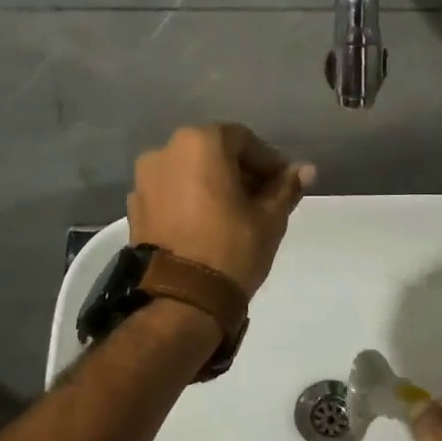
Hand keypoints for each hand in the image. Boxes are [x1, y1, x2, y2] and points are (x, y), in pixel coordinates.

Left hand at [128, 124, 315, 297]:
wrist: (180, 300)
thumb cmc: (232, 249)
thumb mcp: (270, 218)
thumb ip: (287, 187)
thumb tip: (306, 169)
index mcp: (200, 144)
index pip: (244, 140)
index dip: (269, 161)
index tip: (284, 185)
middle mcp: (165, 152)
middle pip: (213, 153)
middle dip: (240, 172)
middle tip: (263, 200)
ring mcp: (144, 180)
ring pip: (190, 173)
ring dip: (214, 185)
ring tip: (235, 215)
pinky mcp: (135, 208)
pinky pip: (171, 194)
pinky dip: (191, 201)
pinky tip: (207, 226)